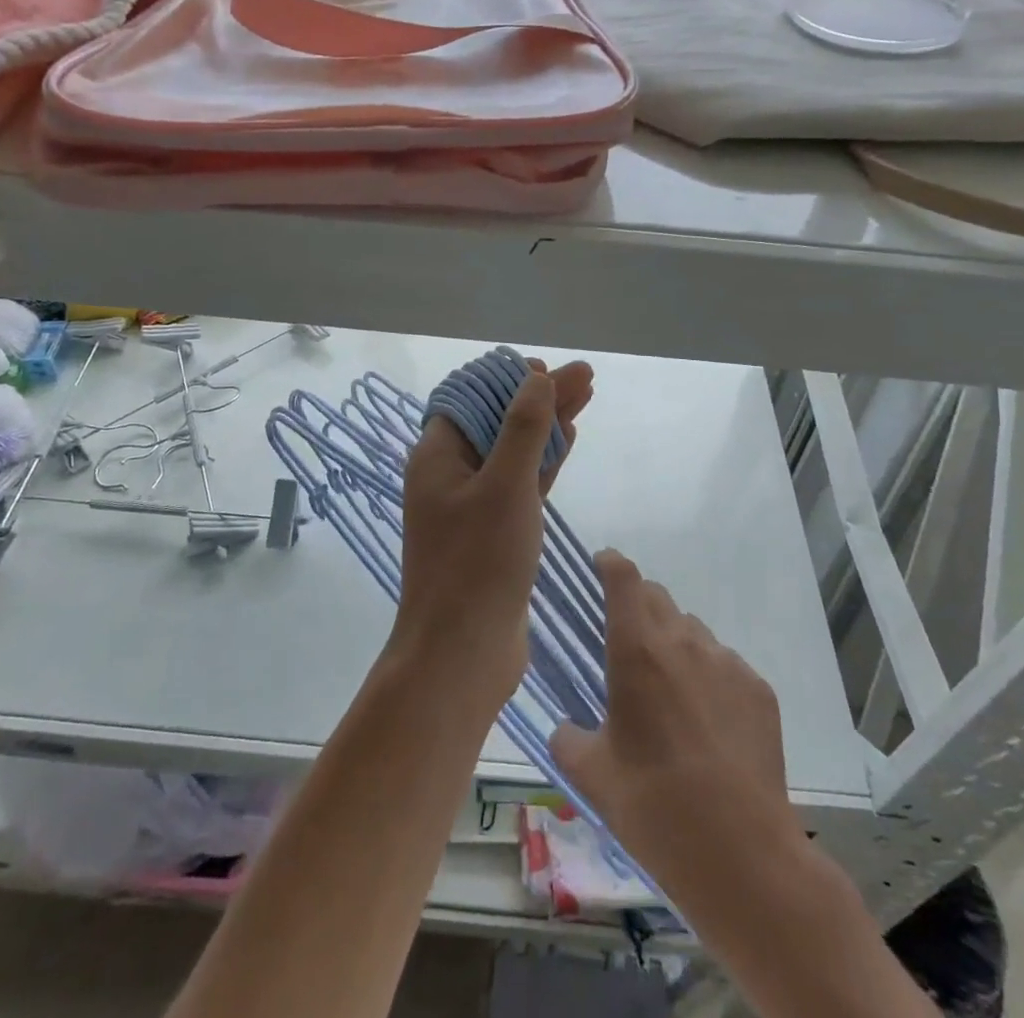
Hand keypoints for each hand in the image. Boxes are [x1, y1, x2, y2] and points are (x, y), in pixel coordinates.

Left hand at [394, 358, 593, 707]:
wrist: (462, 655)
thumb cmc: (477, 563)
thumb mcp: (505, 486)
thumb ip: (523, 428)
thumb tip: (536, 377)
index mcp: (437, 456)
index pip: (473, 398)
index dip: (510, 379)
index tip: (548, 368)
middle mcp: (451, 474)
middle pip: (498, 421)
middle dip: (540, 397)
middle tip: (585, 378)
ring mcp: (473, 505)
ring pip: (514, 451)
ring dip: (547, 425)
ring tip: (585, 397)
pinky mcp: (495, 532)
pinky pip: (521, 483)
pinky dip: (544, 461)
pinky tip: (567, 440)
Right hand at [551, 551, 800, 890]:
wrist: (741, 853)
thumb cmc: (654, 806)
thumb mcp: (592, 776)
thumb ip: (568, 739)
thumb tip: (565, 728)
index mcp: (636, 649)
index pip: (623, 577)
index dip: (610, 563)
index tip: (600, 565)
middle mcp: (683, 641)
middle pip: (657, 597)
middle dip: (638, 607)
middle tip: (628, 646)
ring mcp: (726, 662)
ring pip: (692, 632)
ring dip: (674, 645)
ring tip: (671, 697)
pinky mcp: (758, 689)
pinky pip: (725, 665)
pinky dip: (709, 678)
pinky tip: (708, 726)